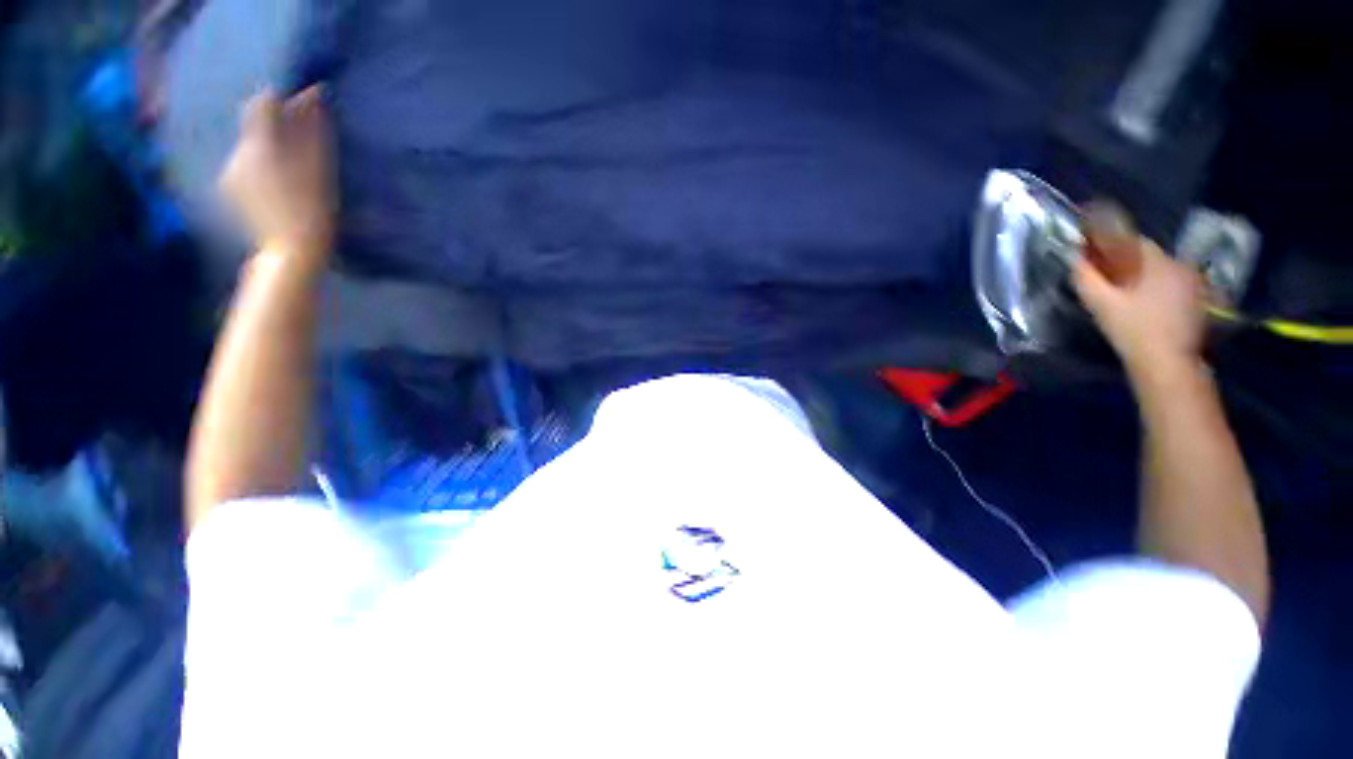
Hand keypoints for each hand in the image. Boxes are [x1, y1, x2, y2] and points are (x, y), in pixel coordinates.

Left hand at [219, 86, 335, 264]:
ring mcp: (229, 174)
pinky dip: (262, 168)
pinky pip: (245, 167)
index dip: (282, 100)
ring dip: (271, 150)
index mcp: (259, 146)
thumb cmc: (313, 212)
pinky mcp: (229, 192)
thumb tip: (314, 96)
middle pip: (257, 128)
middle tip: (305, 141)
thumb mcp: (319, 169)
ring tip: (294, 168)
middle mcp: (237, 154)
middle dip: (278, 129)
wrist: (290, 255)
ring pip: (251, 149)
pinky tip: (279, 185)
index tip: (302, 105)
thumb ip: (313, 131)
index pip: (263, 104)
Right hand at [1072, 207, 1206, 378]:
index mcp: (1157, 263)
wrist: (1167, 363)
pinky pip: (1174, 285)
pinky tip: (1147, 306)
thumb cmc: (1132, 330)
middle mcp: (1181, 266)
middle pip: (1149, 256)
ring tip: (1127, 294)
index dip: (1112, 245)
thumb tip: (1075, 259)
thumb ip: (1085, 277)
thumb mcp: (1101, 304)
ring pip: (1163, 271)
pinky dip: (1159, 290)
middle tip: (1108, 278)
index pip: (1133, 241)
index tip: (1096, 256)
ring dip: (1144, 276)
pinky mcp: (1200, 302)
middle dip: (1128, 263)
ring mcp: (1194, 285)